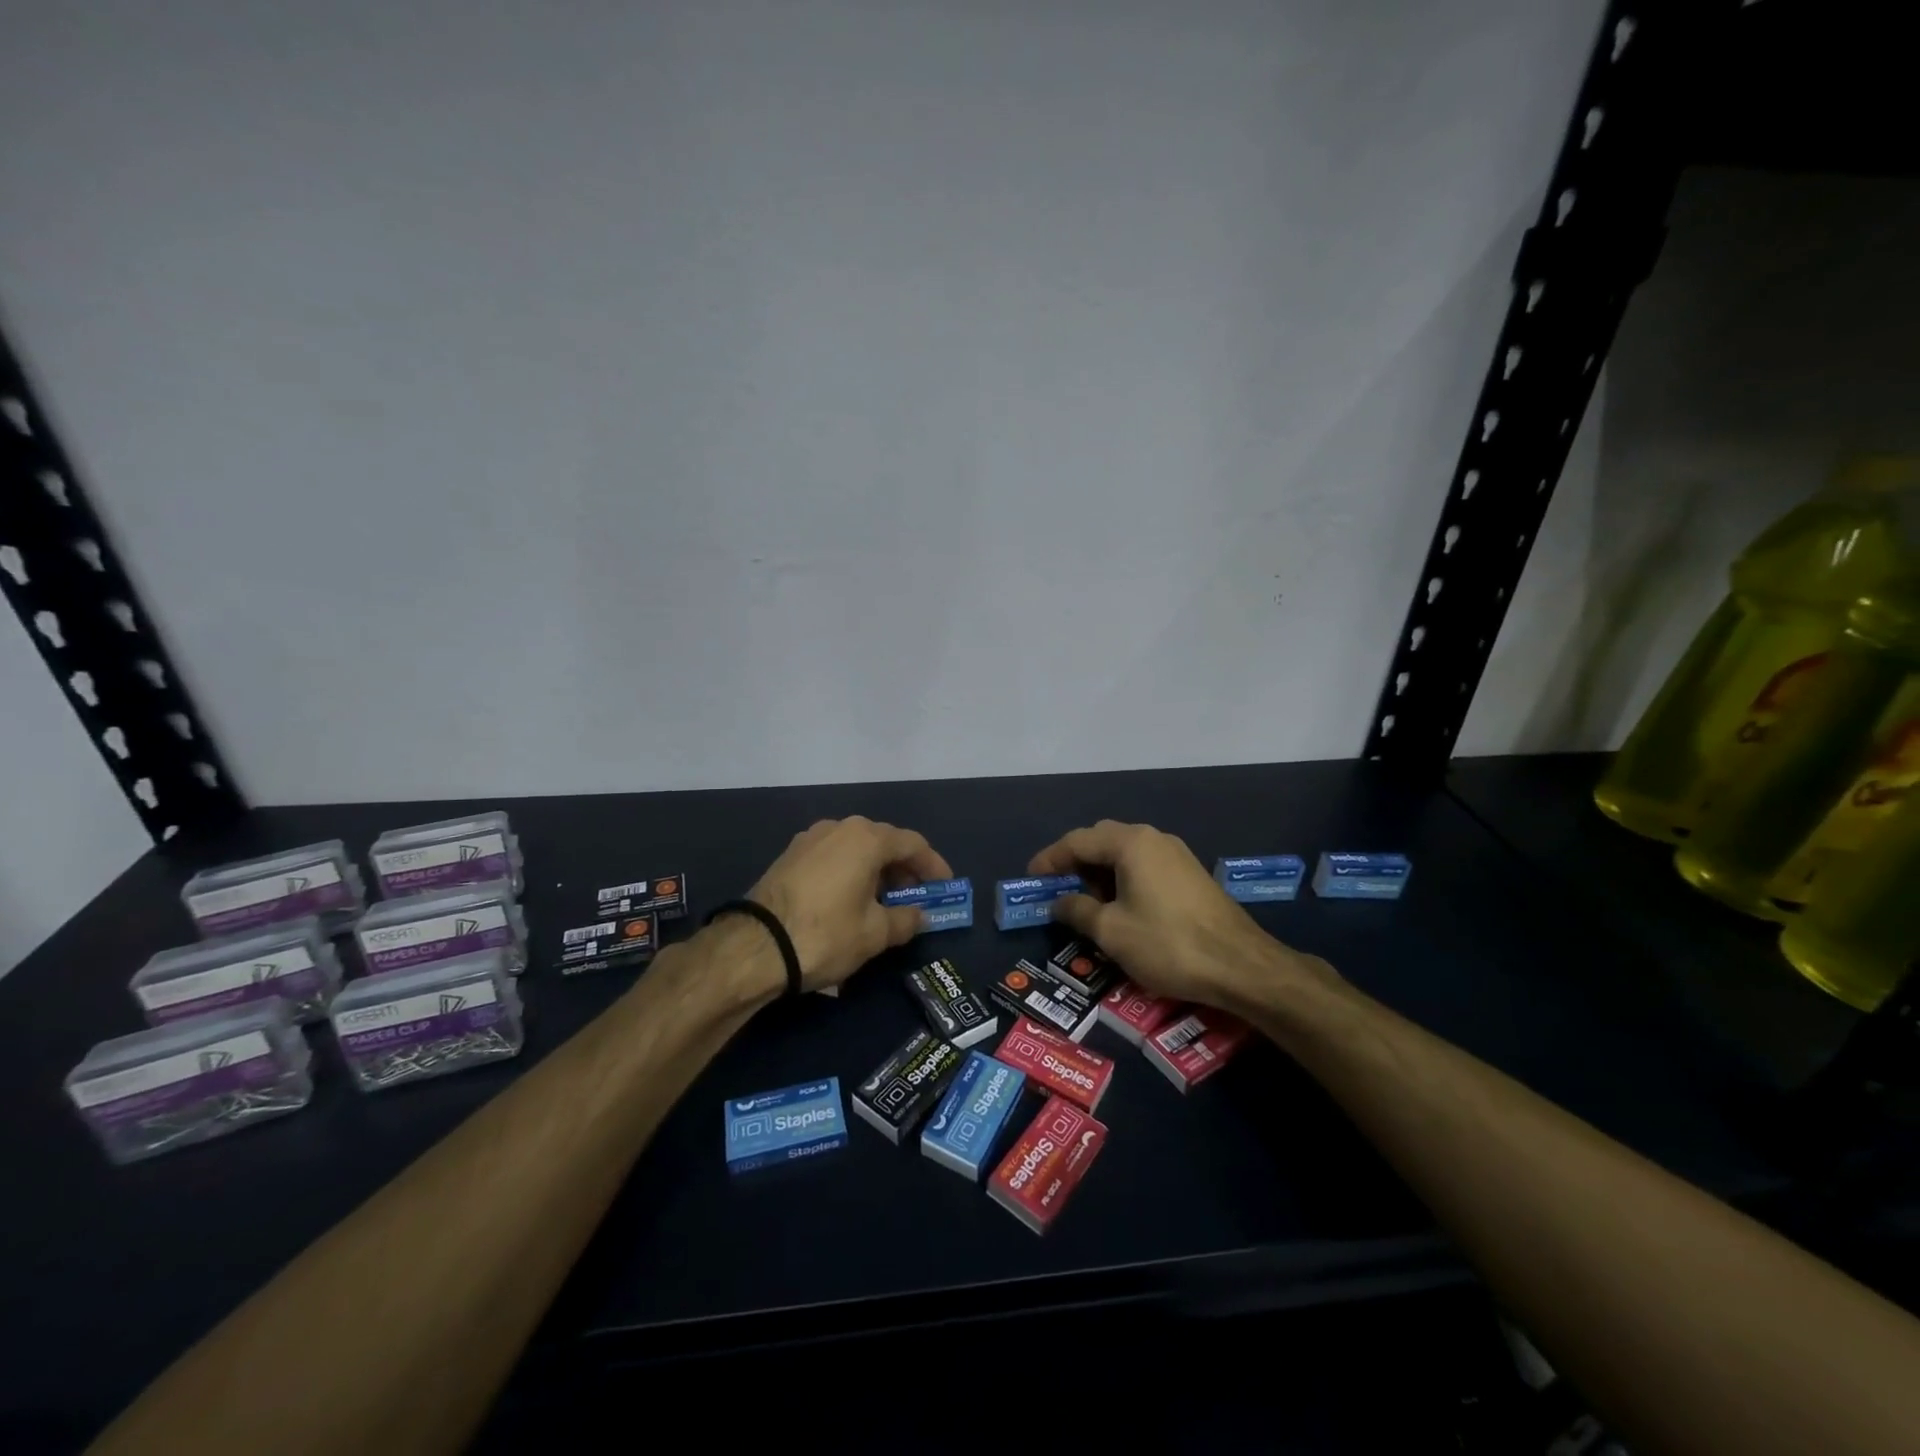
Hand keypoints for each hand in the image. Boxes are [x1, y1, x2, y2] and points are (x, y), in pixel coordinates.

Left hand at [747, 817, 952, 991]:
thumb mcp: (875, 934)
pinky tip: (851, 899)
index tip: (944, 887)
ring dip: (876, 871)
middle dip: (904, 869)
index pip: (913, 844)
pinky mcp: (790, 855)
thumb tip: (920, 915)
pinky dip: (850, 872)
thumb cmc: (826, 934)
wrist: (754, 946)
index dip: (933, 866)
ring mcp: (810, 838)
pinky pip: (833, 856)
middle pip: (884, 842)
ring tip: (884, 902)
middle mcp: (839, 827)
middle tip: (915, 897)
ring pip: (856, 848)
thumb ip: (906, 919)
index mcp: (867, 838)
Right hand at [1029, 820, 1337, 1013]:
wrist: (1241, 966)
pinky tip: (1119, 906)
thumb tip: (1059, 902)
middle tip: (1056, 889)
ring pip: (1125, 853)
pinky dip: (1123, 878)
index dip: (1050, 859)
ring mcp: (1176, 854)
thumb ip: (1077, 910)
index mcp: (1130, 843)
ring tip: (1085, 902)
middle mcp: (1153, 838)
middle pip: (1102, 840)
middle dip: (1075, 862)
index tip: (1031, 878)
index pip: (1077, 841)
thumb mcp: (1111, 931)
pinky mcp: (1190, 874)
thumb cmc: (1167, 944)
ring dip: (1100, 872)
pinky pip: (1144, 865)